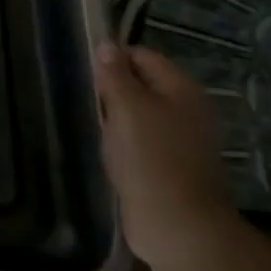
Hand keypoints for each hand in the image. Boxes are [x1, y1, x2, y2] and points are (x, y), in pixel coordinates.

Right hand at [93, 42, 238, 270]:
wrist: (176, 225)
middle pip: (142, 85)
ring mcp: (180, 140)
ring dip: (114, 118)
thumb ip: (115, 75)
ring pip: (139, 115)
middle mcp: (186, 110)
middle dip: (112, 90)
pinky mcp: (169, 166)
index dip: (112, 59)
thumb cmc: (150, 158)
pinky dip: (122, 143)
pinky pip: (140, 142)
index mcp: (181, 90)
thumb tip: (106, 45)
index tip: (85, 72)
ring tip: (91, 125)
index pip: (142, 56)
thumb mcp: (127, 108)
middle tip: (85, 99)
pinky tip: (105, 150)